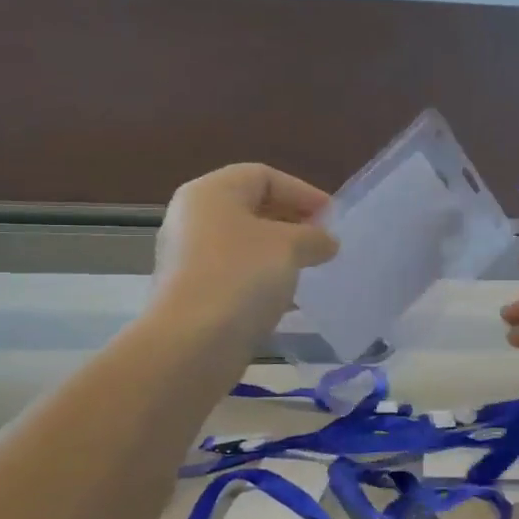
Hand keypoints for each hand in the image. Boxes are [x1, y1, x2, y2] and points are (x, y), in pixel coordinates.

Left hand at [154, 164, 338, 342]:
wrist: (192, 342)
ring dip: (278, 252)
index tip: (332, 217)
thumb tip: (327, 241)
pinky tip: (285, 296)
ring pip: (243, 243)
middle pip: (250, 207)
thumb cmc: (242, 277)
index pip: (263, 176)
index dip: (302, 192)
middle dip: (292, 221)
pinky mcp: (190, 291)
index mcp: (211, 192)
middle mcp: (192, 217)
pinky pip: (233, 272)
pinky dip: (261, 277)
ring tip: (310, 268)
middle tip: (323, 241)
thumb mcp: (289, 247)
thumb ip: (314, 237)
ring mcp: (187, 256)